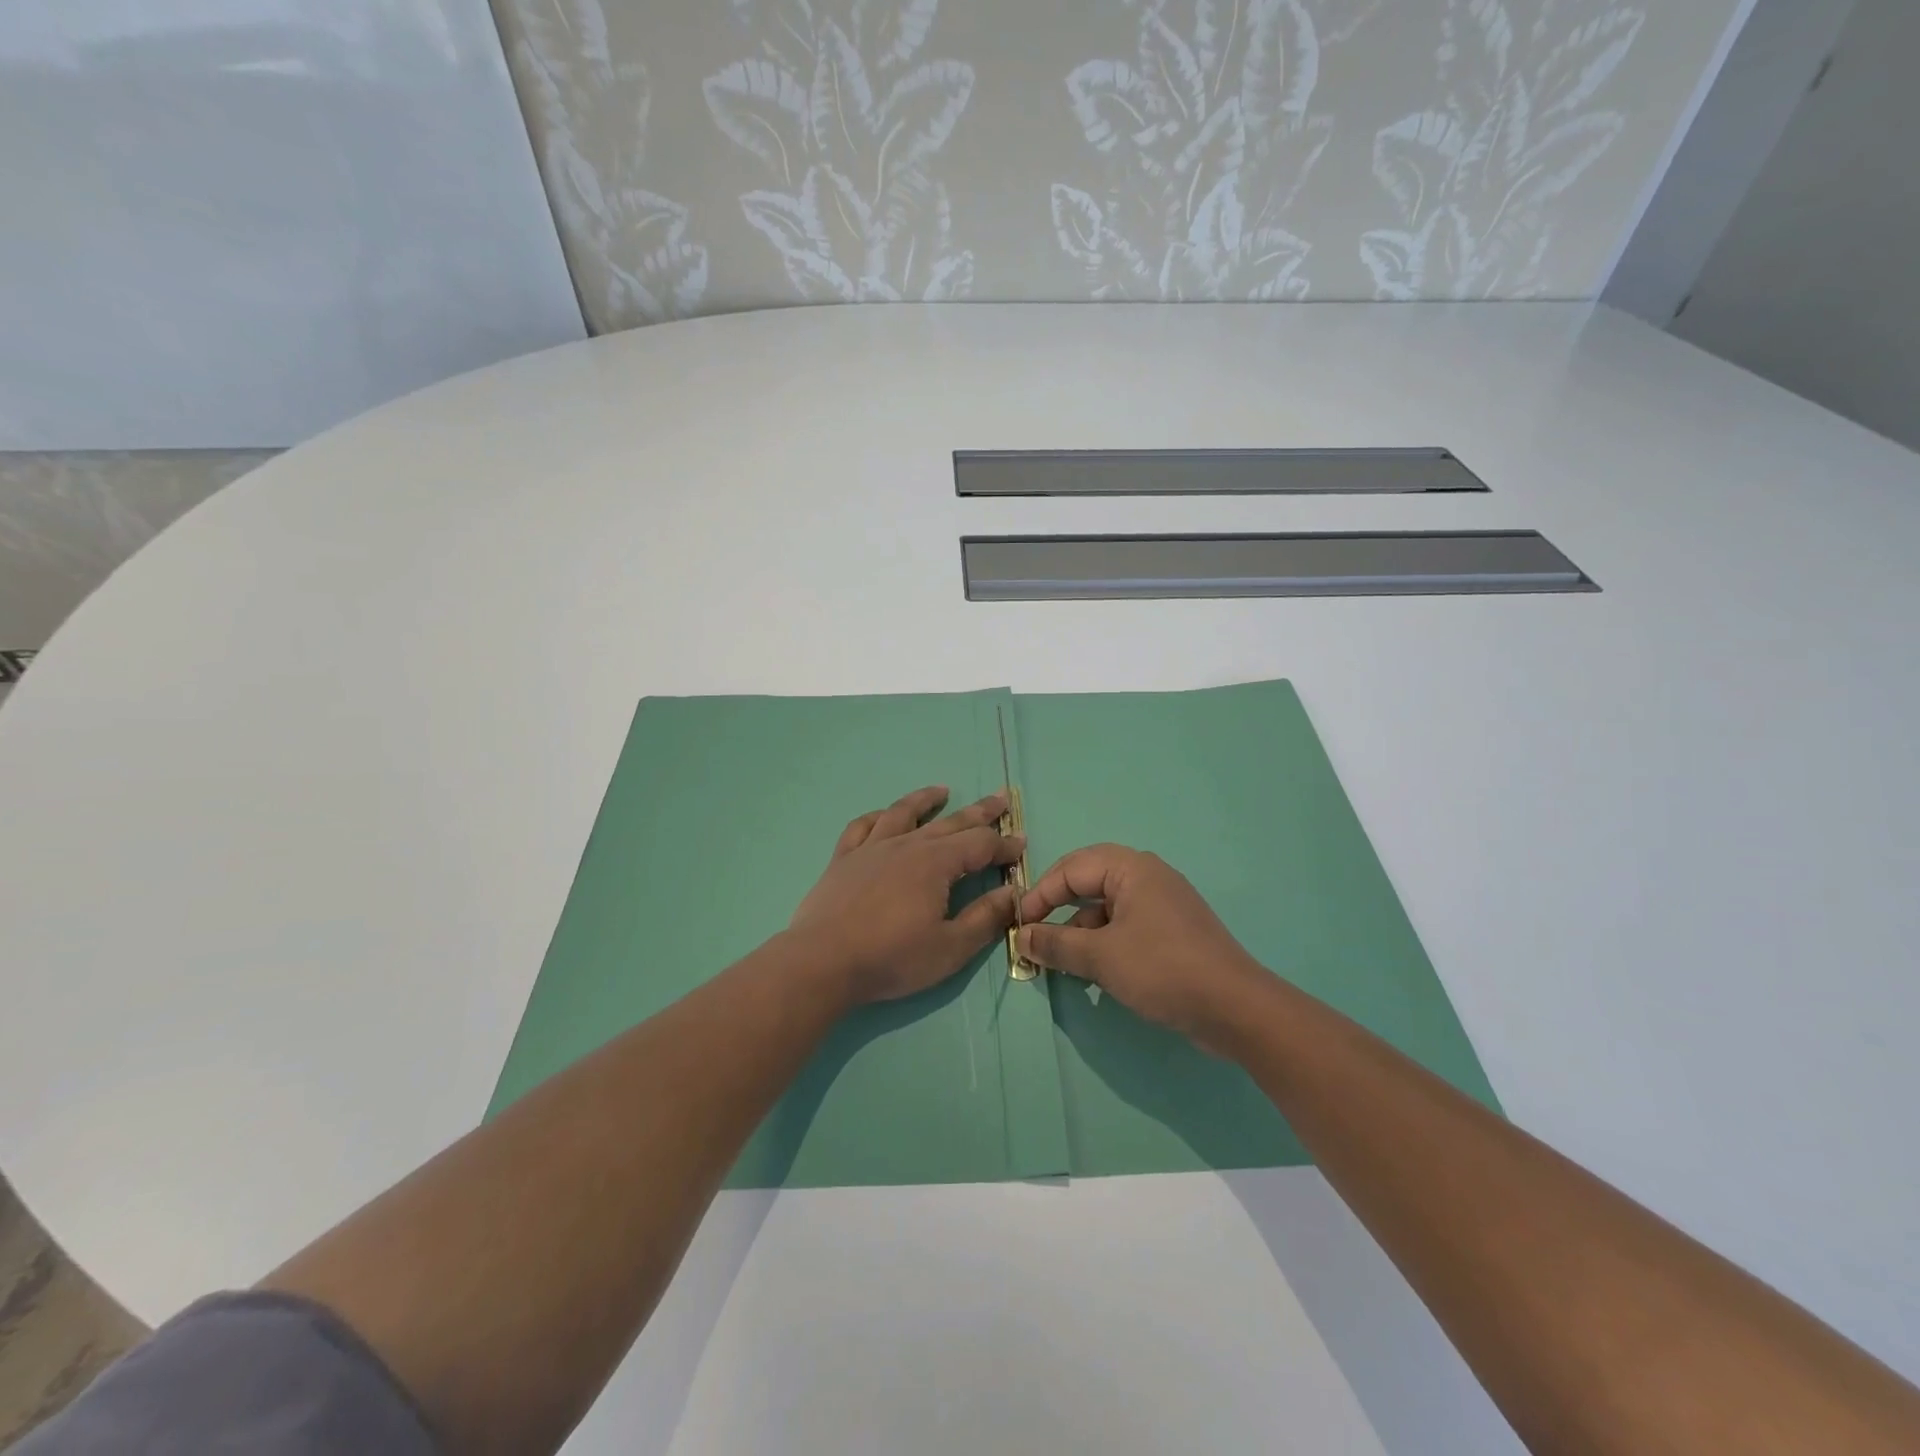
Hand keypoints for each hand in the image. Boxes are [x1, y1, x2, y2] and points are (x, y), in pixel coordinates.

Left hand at [790, 786, 1024, 1005]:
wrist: (822, 962)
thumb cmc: (891, 958)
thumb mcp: (950, 948)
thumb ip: (985, 919)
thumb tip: (1013, 893)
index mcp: (936, 864)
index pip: (980, 845)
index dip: (1004, 845)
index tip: (1021, 846)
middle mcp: (906, 845)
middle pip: (950, 822)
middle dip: (979, 812)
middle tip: (1000, 799)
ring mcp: (871, 848)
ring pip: (903, 813)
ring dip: (925, 800)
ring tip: (941, 790)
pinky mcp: (843, 859)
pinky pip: (862, 826)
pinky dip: (877, 816)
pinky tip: (883, 815)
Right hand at [1016, 844, 1268, 1053]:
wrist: (1235, 1008)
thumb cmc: (1162, 969)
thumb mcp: (1100, 957)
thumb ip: (1056, 944)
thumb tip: (1023, 937)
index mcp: (1131, 868)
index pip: (1071, 868)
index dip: (1040, 893)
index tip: (1019, 924)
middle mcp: (1147, 877)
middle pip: (1089, 882)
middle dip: (1059, 907)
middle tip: (1035, 933)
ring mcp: (1163, 904)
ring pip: (1106, 907)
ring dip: (1080, 930)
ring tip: (1060, 960)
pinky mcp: (1172, 932)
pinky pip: (1126, 925)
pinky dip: (1103, 942)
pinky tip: (1093, 972)